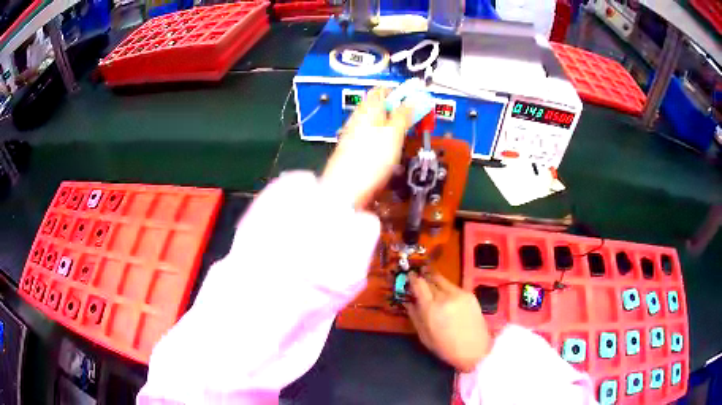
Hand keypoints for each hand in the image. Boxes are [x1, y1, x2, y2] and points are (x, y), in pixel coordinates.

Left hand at [321, 87, 412, 208]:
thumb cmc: (369, 160)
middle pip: (380, 106)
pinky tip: (391, 152)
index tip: (416, 101)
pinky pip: (373, 138)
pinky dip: (384, 140)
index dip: (400, 93)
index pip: (383, 89)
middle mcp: (358, 118)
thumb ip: (404, 114)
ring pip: (377, 123)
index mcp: (368, 108)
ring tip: (405, 137)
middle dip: (399, 111)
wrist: (345, 190)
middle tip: (415, 121)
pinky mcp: (354, 151)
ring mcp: (354, 135)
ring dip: (393, 126)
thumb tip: (413, 99)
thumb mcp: (393, 134)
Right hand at [404, 272, 491, 372]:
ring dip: (435, 280)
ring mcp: (459, 294)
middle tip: (419, 278)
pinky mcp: (470, 295)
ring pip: (443, 280)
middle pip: (430, 279)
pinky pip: (454, 287)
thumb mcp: (424, 335)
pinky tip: (446, 294)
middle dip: (423, 277)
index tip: (409, 276)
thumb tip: (408, 301)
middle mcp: (444, 296)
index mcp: (430, 308)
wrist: (474, 350)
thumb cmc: (445, 347)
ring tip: (431, 283)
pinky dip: (447, 288)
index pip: (419, 284)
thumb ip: (415, 316)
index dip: (413, 278)